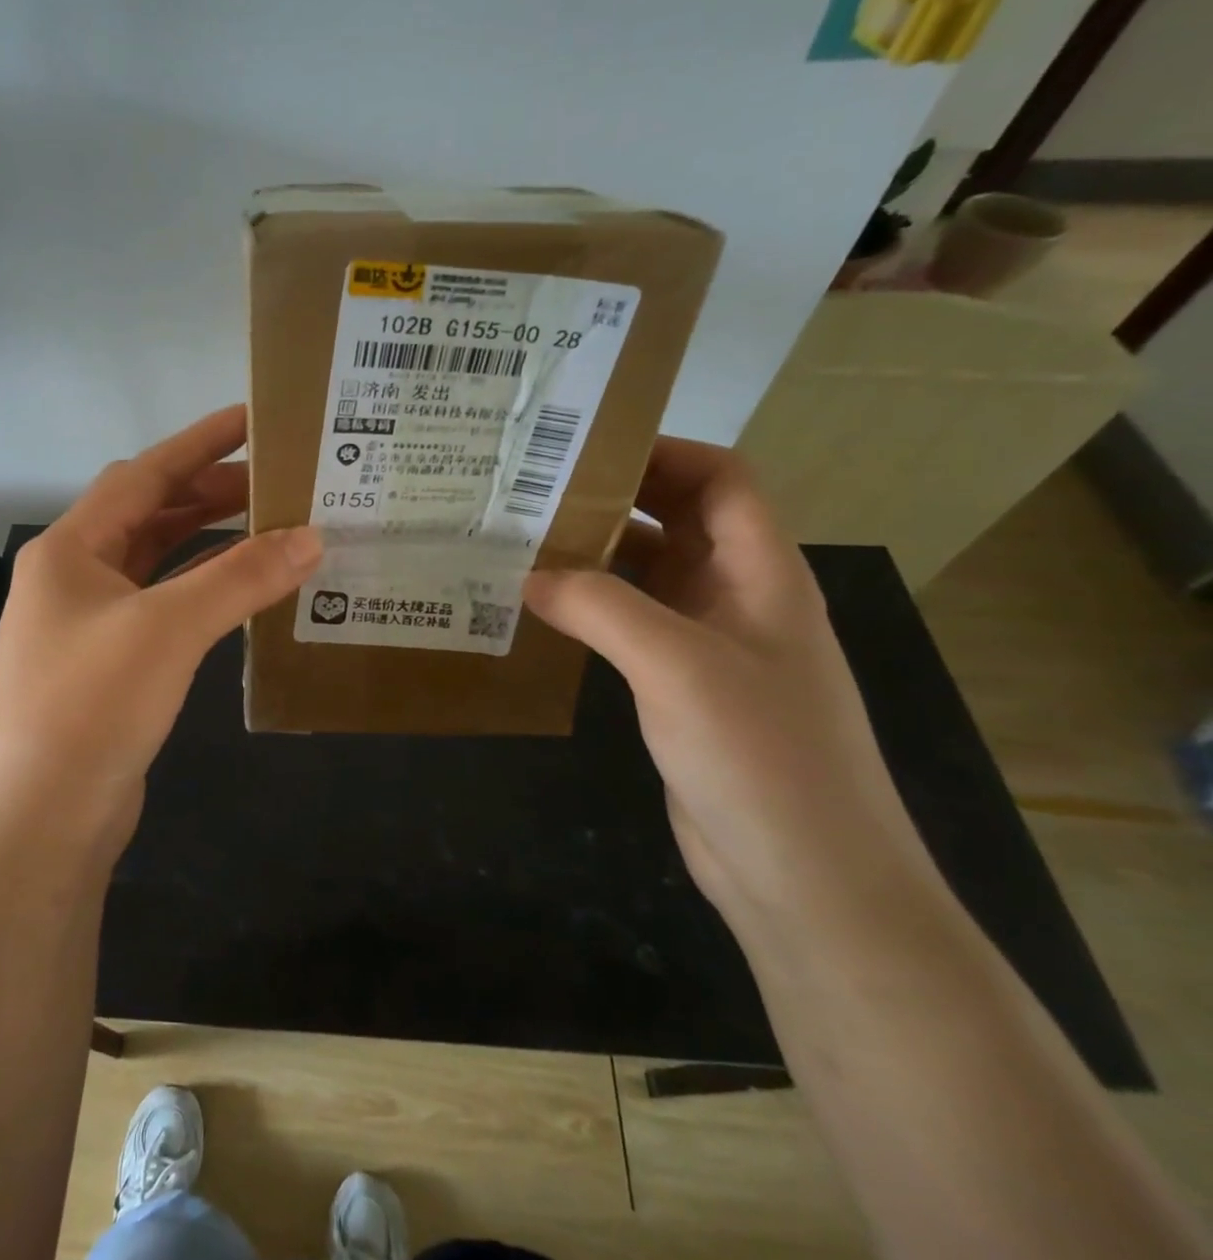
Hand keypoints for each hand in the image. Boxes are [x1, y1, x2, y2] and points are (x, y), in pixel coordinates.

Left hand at [0, 406, 321, 871]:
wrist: (40, 822)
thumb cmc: (90, 707)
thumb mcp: (168, 630)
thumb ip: (239, 577)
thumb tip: (310, 536)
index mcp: (70, 549)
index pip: (142, 475)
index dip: (198, 443)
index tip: (252, 418)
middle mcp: (73, 577)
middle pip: (148, 514)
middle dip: (209, 492)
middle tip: (276, 480)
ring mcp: (88, 623)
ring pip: (155, 561)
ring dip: (206, 540)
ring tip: (268, 524)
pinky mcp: (108, 665)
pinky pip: (161, 606)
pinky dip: (200, 589)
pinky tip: (240, 590)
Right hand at [523, 438, 951, 948]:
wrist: (808, 879)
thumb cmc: (760, 756)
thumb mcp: (677, 666)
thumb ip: (600, 606)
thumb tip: (528, 574)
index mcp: (761, 573)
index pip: (721, 479)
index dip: (662, 453)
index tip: (584, 451)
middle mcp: (739, 597)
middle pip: (679, 520)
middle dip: (614, 499)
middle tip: (534, 493)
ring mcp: (711, 645)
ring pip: (650, 575)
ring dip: (596, 556)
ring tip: (523, 544)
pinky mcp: (684, 688)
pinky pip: (633, 625)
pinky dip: (592, 608)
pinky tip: (543, 612)